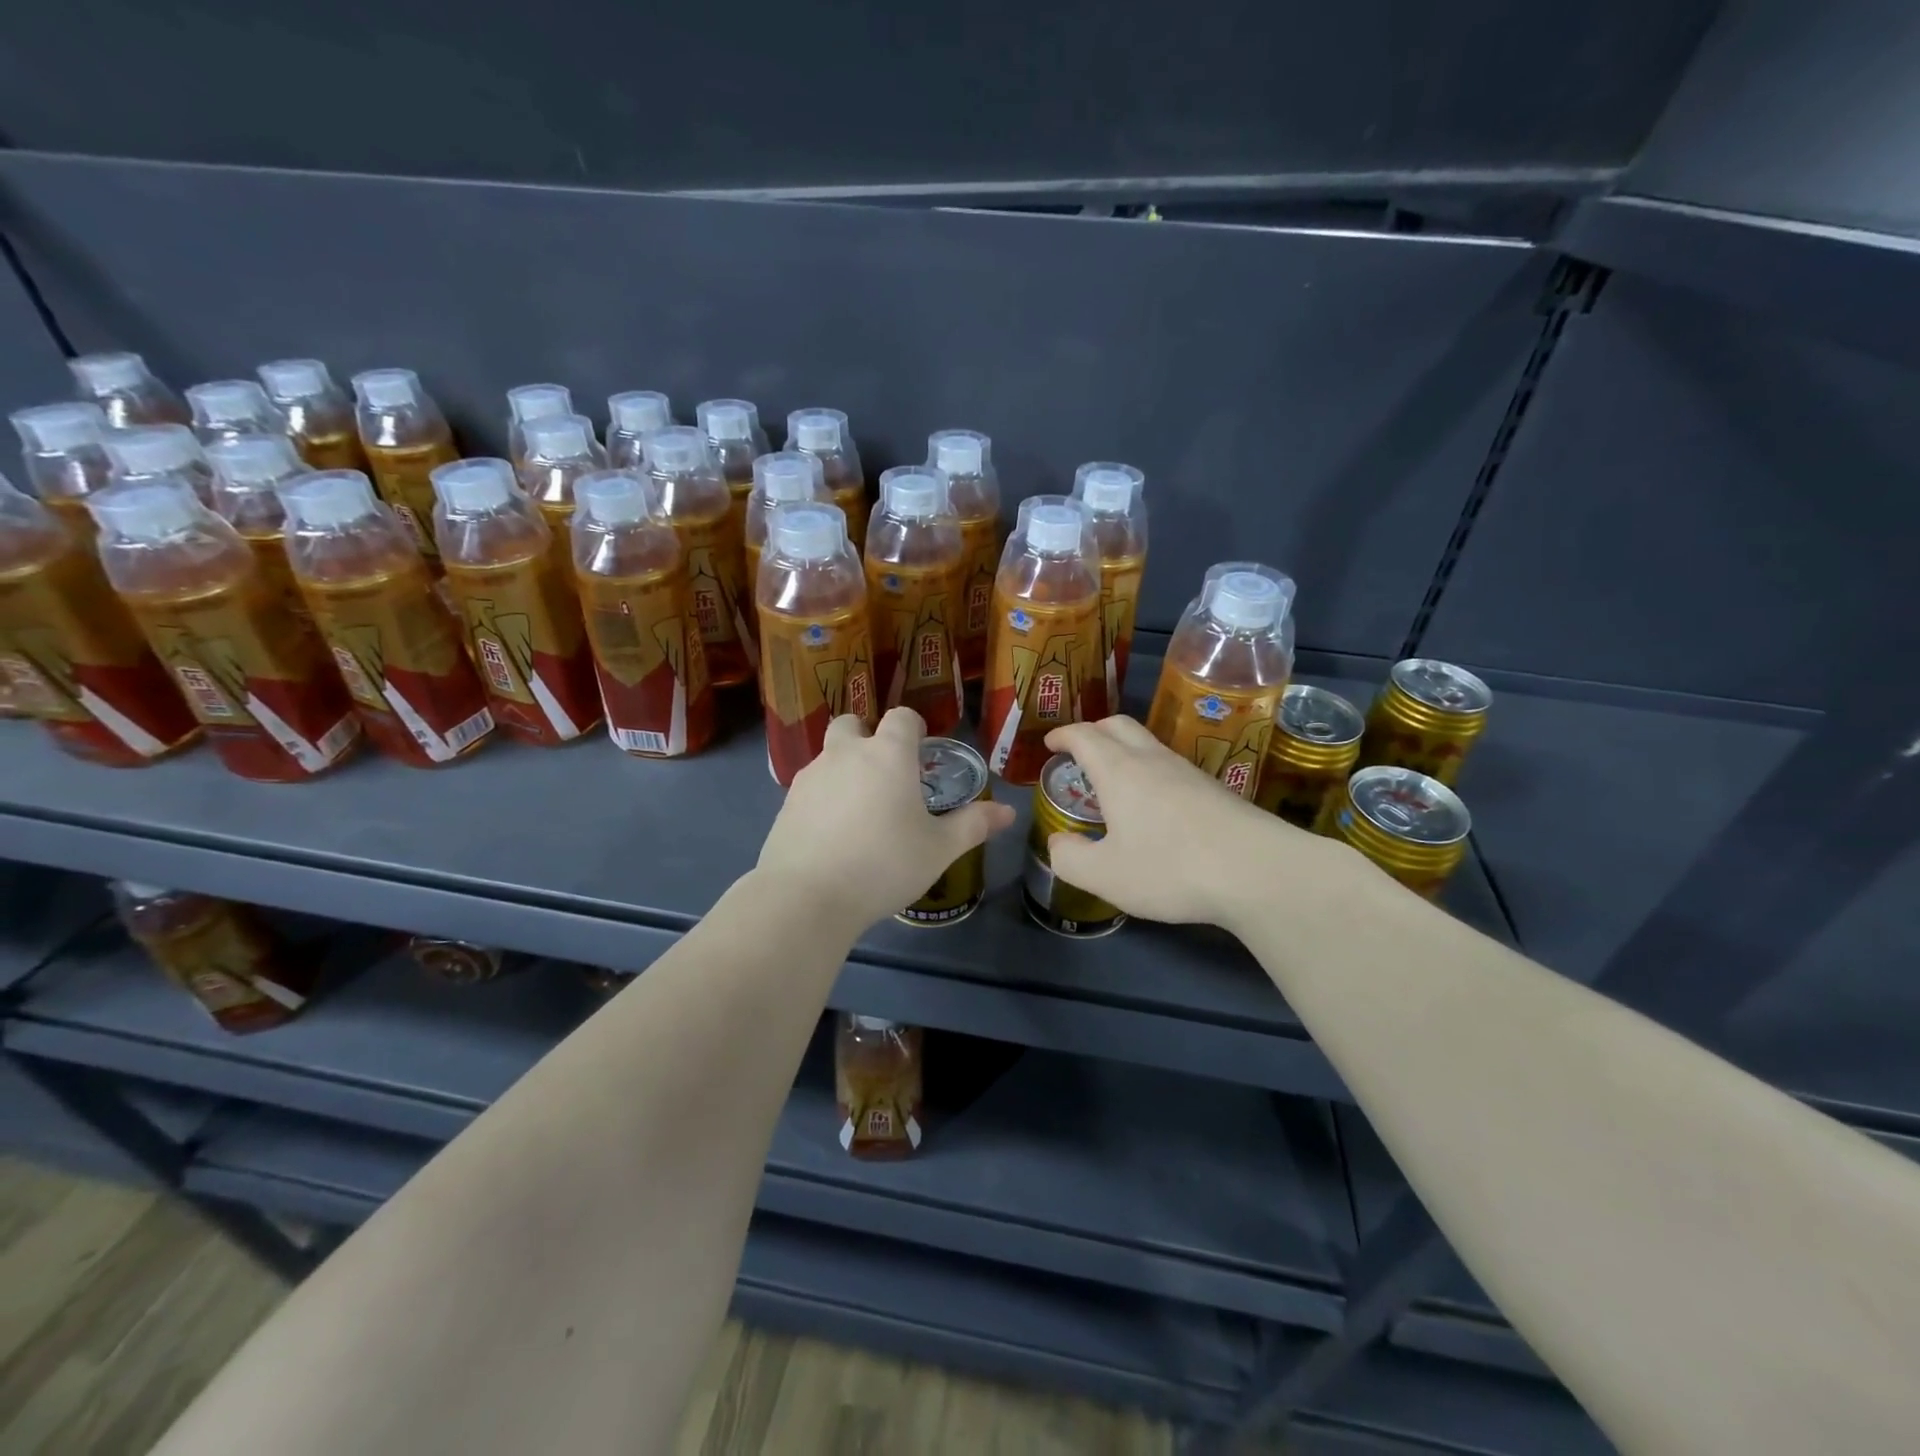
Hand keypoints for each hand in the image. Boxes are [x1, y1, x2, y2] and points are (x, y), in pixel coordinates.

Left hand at [758, 708, 1015, 933]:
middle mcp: (846, 754)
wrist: (807, 896)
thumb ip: (973, 825)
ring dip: (844, 767)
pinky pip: (810, 787)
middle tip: (884, 772)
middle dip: (867, 736)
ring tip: (860, 808)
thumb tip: (1008, 811)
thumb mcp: (939, 849)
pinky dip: (823, 797)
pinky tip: (833, 832)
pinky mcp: (786, 803)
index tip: (921, 748)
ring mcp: (811, 776)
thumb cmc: (885, 864)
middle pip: (853, 723)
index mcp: (888, 754)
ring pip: (828, 755)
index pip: (902, 717)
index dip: (913, 727)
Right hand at [1043, 716, 1356, 928]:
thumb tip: (1058, 843)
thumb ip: (1069, 859)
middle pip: (1119, 725)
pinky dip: (1150, 772)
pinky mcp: (1215, 790)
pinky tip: (1154, 806)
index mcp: (1119, 771)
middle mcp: (1153, 760)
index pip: (1084, 735)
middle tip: (1079, 752)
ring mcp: (1189, 772)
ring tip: (1113, 781)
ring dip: (1124, 751)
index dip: (1063, 735)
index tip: (1050, 744)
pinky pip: (1171, 767)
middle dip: (1093, 731)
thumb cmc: (1171, 868)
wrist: (1259, 871)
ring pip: (1149, 744)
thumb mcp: (1105, 875)